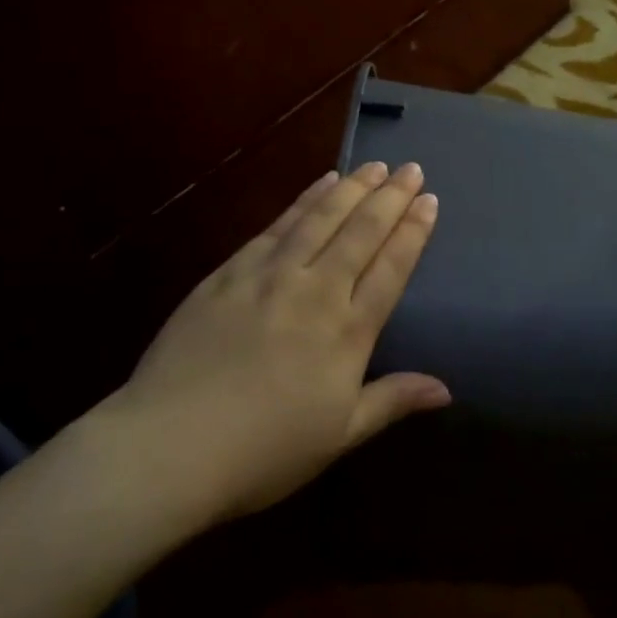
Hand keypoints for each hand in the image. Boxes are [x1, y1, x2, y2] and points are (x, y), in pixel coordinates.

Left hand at [98, 161, 448, 520]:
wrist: (170, 445)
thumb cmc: (264, 451)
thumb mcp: (339, 436)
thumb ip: (392, 401)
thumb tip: (446, 390)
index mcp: (347, 332)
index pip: (391, 268)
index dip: (413, 232)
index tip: (429, 201)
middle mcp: (315, 291)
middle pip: (360, 233)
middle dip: (390, 198)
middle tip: (410, 169)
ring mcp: (269, 276)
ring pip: (320, 219)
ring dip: (351, 189)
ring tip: (373, 166)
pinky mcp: (229, 272)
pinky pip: (276, 226)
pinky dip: (302, 201)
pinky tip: (319, 184)